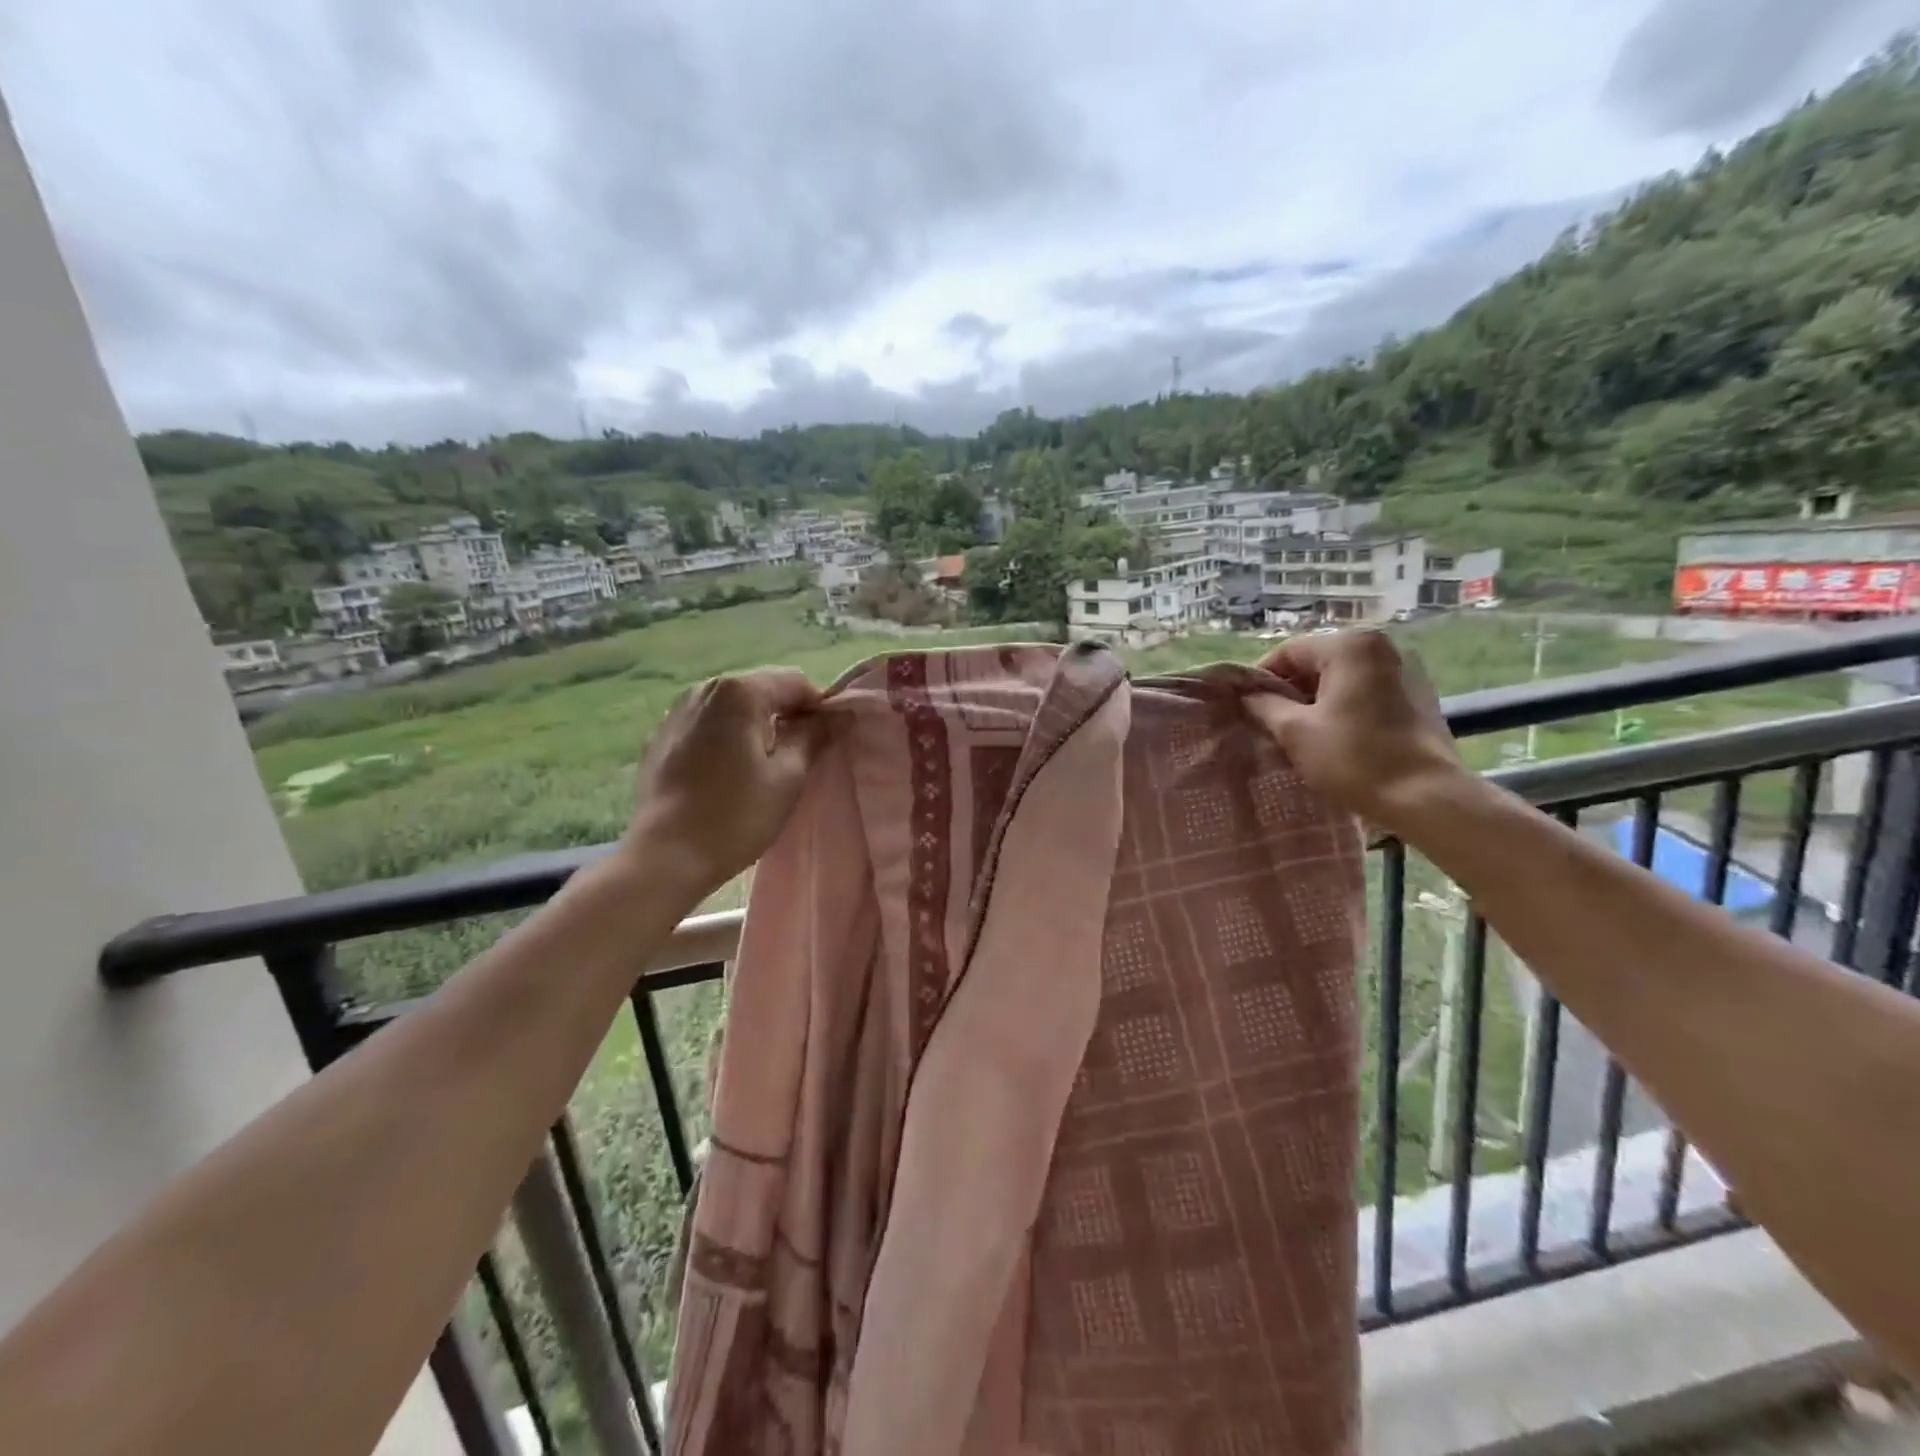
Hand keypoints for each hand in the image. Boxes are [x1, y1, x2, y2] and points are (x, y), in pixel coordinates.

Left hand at [624, 668, 829, 895]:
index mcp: (739, 692)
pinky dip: (725, 738)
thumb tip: (840, 715)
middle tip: (800, 757)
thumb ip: (814, 737)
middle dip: (786, 715)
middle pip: (761, 690)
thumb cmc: (736, 816)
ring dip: (755, 727)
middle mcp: (704, 690)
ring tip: (764, 766)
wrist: (665, 857)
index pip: (795, 683)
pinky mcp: (659, 739)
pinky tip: (727, 774)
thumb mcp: (788, 777)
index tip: (828, 740)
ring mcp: (675, 712)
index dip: (819, 708)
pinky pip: (706, 726)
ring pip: (732, 708)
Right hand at [1244, 630, 1466, 835]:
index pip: (1289, 652)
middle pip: (1318, 661)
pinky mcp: (1420, 695)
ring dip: (1318, 699)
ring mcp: (1406, 670)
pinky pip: (1367, 691)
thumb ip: (1265, 706)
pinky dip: (1345, 706)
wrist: (1427, 797)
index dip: (1262, 679)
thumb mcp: (1295, 732)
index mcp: (1350, 646)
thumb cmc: (1355, 759)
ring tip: (1302, 733)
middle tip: (1271, 723)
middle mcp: (1381, 647)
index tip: (1248, 708)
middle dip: (1291, 690)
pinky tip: (1336, 736)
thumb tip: (1248, 696)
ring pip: (1343, 677)